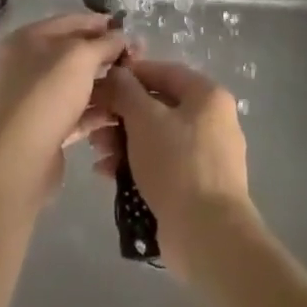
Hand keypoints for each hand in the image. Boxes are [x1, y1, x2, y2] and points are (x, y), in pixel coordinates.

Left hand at [0, 13, 126, 199]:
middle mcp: (27, 65)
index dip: (100, 23)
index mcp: (27, 39)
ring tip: (134, 84)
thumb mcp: (81, 58)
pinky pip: (76, 112)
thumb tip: (124, 36)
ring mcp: (35, 99)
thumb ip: (105, 43)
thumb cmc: (47, 94)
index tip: (128, 28)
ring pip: (76, 85)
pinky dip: (97, 110)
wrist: (20, 159)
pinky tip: (121, 110)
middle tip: (137, 58)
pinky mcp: (45, 129)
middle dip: (105, 55)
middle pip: (73, 54)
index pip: (70, 22)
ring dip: (105, 83)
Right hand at [90, 57, 255, 276]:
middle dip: (122, 114)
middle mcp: (212, 120)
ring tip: (98, 152)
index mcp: (207, 96)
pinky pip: (162, 163)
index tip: (101, 83)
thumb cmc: (177, 163)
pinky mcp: (196, 185)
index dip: (130, 74)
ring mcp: (206, 155)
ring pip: (157, 136)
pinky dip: (136, 164)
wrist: (207, 234)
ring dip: (124, 141)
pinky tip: (108, 173)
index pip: (164, 71)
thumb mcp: (145, 119)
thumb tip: (117, 73)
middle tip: (94, 122)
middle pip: (158, 106)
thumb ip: (126, 91)